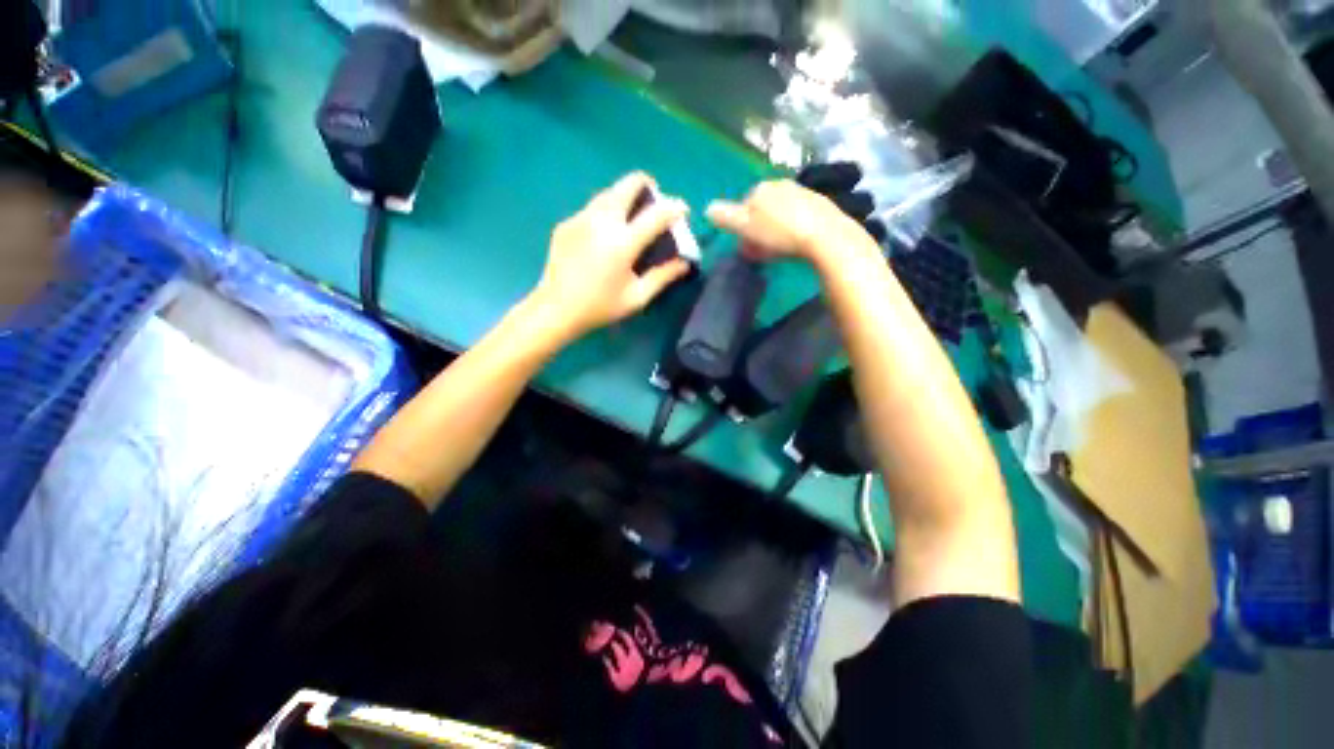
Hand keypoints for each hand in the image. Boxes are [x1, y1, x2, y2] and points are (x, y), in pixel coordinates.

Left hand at [528, 172, 691, 342]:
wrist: (555, 308)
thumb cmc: (600, 307)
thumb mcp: (637, 297)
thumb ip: (663, 277)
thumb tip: (684, 263)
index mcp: (622, 243)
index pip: (656, 214)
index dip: (674, 207)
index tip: (683, 209)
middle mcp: (601, 222)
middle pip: (627, 185)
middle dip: (646, 185)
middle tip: (654, 199)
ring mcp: (581, 219)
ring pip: (608, 192)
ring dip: (625, 196)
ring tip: (631, 214)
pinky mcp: (567, 223)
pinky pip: (592, 208)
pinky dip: (606, 212)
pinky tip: (605, 234)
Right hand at [706, 180, 872, 263]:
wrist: (825, 236)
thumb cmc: (780, 233)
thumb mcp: (747, 227)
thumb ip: (726, 217)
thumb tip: (707, 208)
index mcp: (761, 188)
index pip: (743, 207)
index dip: (742, 229)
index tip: (746, 247)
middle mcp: (781, 184)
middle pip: (762, 210)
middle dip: (758, 230)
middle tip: (761, 251)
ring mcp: (802, 192)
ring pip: (779, 213)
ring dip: (774, 230)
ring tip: (778, 250)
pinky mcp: (820, 204)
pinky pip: (797, 217)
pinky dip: (792, 229)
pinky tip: (796, 243)